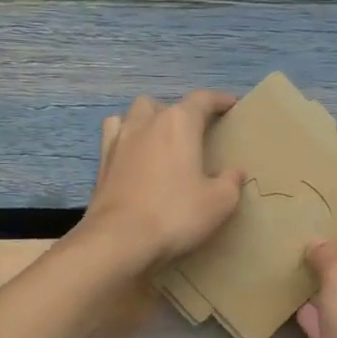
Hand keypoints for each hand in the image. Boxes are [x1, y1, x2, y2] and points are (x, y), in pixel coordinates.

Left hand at [78, 92, 244, 270]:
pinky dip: (126, 137)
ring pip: (134, 114)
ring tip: (160, 139)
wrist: (119, 238)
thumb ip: (231, 182)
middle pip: (164, 104)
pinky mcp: (102, 161)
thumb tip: (234, 172)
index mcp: (179, 123)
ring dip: (149, 120)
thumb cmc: (175, 214)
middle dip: (180, 113)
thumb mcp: (219, 202)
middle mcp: (147, 122)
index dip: (219, 100)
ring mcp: (120, 140)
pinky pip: (114, 135)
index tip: (231, 104)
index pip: (202, 99)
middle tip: (193, 133)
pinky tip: (132, 153)